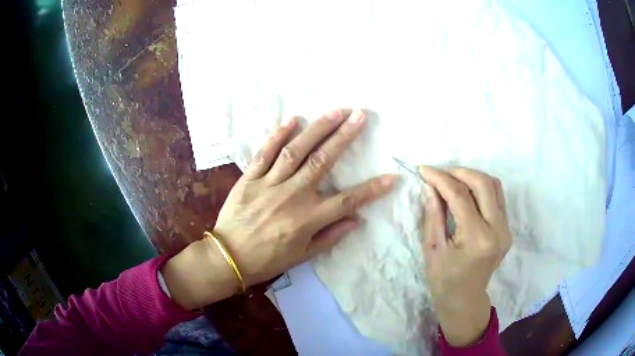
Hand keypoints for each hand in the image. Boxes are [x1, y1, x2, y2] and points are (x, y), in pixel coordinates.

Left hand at [163, 109, 397, 309]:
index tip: (392, 176)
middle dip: (344, 136)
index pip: (348, 200)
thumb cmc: (268, 259)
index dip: (372, 189)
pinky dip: (278, 135)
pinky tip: (293, 119)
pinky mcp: (249, 178)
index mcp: (308, 218)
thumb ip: (331, 236)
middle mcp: (292, 196)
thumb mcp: (303, 255)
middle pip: (323, 161)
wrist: (229, 258)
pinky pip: (265, 153)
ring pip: (296, 151)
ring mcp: (269, 184)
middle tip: (360, 115)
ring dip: (317, 129)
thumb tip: (357, 219)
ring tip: (336, 112)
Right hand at [419, 166, 511, 346]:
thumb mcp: (432, 249)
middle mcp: (498, 230)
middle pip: (483, 183)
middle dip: (459, 172)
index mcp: (477, 239)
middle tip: (439, 173)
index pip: (460, 196)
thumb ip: (433, 214)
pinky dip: (481, 188)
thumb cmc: (444, 280)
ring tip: (452, 180)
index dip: (440, 178)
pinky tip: (466, 192)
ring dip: (472, 177)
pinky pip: (497, 197)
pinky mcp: (508, 229)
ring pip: (494, 185)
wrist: (465, 299)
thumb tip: (430, 186)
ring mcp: (506, 229)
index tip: (424, 170)